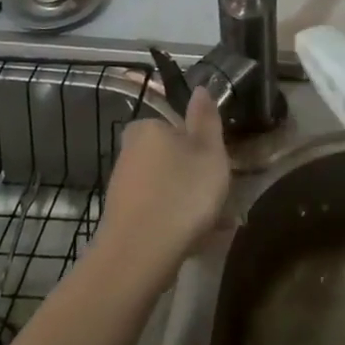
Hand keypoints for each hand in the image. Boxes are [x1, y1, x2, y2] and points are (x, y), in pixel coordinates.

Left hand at [98, 88, 231, 282]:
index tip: (219, 169)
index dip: (202, 147)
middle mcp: (130, 152)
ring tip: (215, 229)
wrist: (139, 256)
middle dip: (196, 179)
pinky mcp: (122, 219)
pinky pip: (158, 214)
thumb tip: (199, 88)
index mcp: (148, 128)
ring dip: (189, 204)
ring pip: (167, 189)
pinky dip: (176, 223)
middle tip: (222, 202)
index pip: (178, 128)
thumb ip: (206, 118)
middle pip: (173, 160)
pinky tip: (195, 244)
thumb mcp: (209, 151)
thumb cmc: (182, 193)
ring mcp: (123, 188)